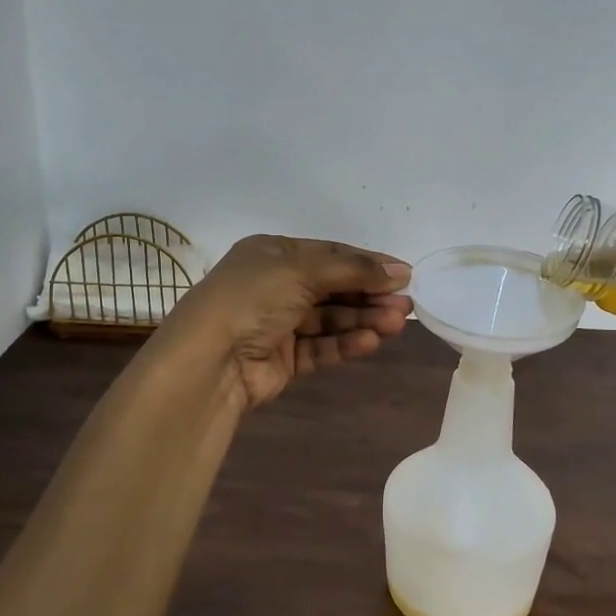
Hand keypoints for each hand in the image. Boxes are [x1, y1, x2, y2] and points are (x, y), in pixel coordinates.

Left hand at [162, 235, 412, 408]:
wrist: (209, 361)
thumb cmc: (252, 299)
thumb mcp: (301, 270)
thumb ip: (352, 270)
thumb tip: (399, 270)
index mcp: (272, 254)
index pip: (330, 254)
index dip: (367, 263)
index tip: (404, 274)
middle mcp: (275, 286)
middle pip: (334, 288)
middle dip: (370, 295)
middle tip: (407, 305)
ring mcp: (278, 324)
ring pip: (330, 319)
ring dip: (364, 319)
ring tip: (397, 323)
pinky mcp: (283, 359)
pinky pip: (321, 347)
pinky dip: (345, 343)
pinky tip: (371, 341)